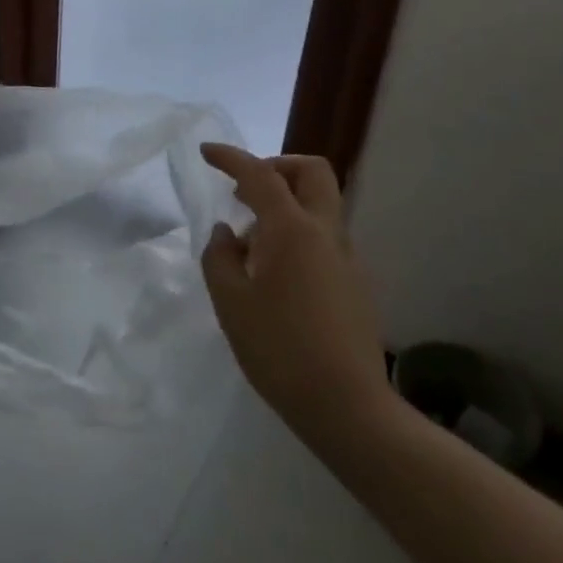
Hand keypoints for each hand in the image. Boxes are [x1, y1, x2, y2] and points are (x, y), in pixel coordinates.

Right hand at [200, 144, 399, 459]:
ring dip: (286, 204)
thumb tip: (227, 233)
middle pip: (311, 172)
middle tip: (246, 190)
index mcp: (292, 230)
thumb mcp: (230, 302)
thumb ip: (219, 257)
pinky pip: (324, 238)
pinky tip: (275, 275)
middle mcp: (326, 233)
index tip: (207, 153)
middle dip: (277, 166)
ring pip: (320, 205)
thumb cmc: (279, 350)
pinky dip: (298, 234)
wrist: (348, 409)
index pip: (260, 174)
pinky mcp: (356, 284)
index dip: (231, 157)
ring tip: (251, 244)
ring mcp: (347, 258)